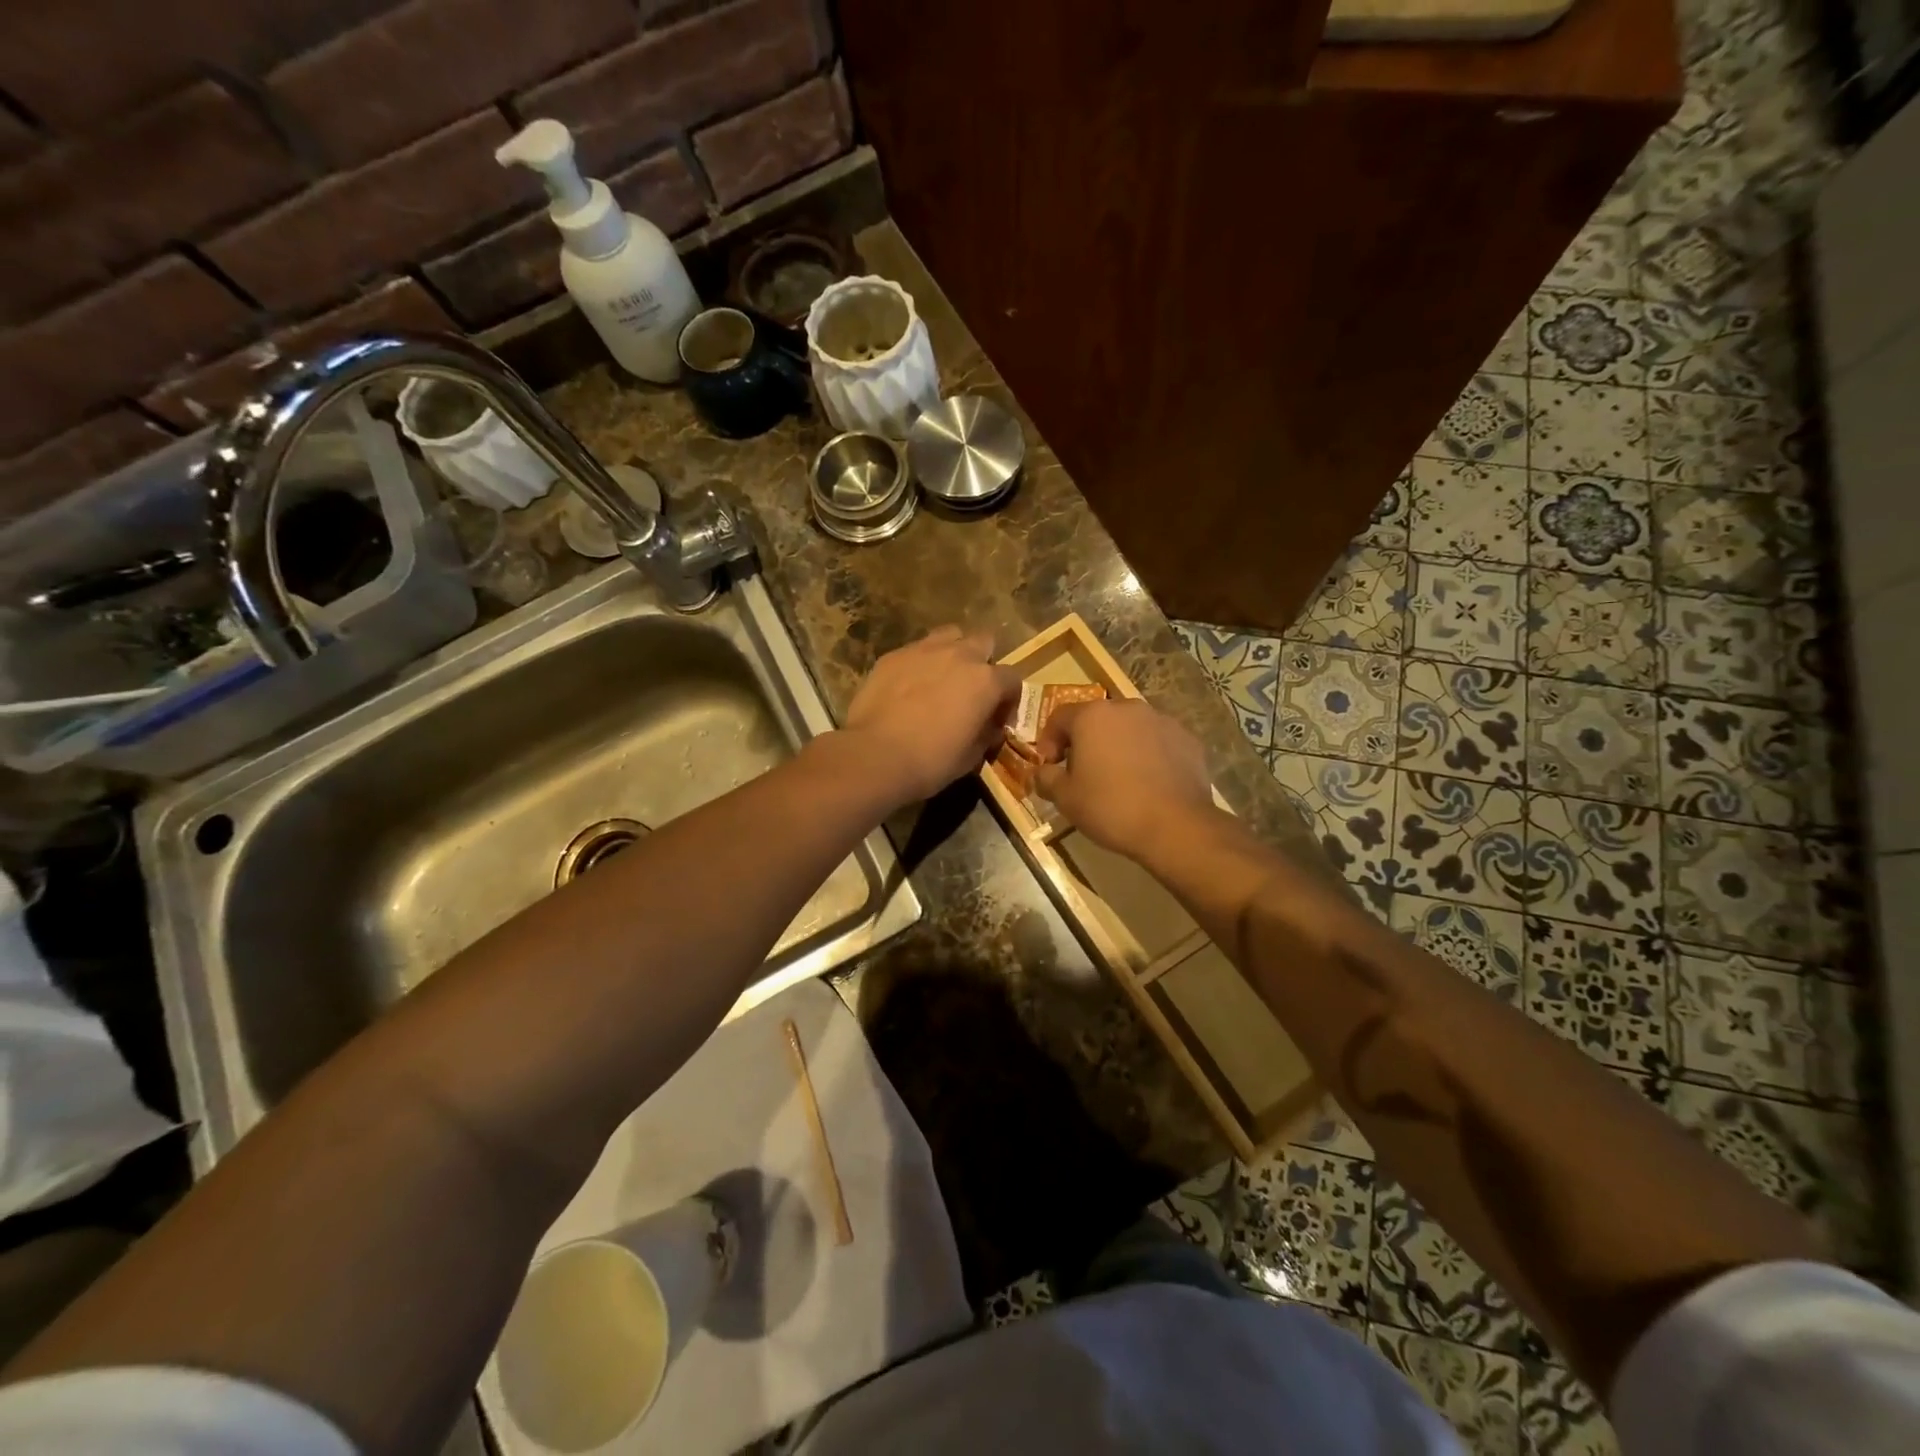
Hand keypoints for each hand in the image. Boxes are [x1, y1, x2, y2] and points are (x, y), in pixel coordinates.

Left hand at [841, 627, 1022, 805]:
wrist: (876, 756)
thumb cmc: (931, 761)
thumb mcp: (972, 756)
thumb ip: (987, 733)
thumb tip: (990, 727)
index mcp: (985, 681)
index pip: (1012, 679)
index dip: (1008, 699)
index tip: (998, 719)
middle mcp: (959, 655)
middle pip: (983, 642)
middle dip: (983, 662)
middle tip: (972, 689)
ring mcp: (923, 650)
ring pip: (949, 636)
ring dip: (953, 652)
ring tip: (942, 677)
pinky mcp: (893, 655)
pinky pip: (915, 651)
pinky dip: (919, 664)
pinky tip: (909, 686)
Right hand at [1033, 699, 1215, 855]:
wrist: (1175, 826)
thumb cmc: (1110, 807)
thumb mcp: (1065, 798)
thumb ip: (1046, 778)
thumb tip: (1042, 772)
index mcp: (1093, 715)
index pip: (1059, 717)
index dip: (1049, 740)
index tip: (1050, 766)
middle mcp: (1127, 708)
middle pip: (1097, 719)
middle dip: (1086, 741)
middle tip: (1083, 772)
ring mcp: (1162, 721)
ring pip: (1130, 728)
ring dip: (1119, 746)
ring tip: (1118, 778)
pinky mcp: (1188, 739)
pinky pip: (1157, 742)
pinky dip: (1148, 755)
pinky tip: (1149, 783)